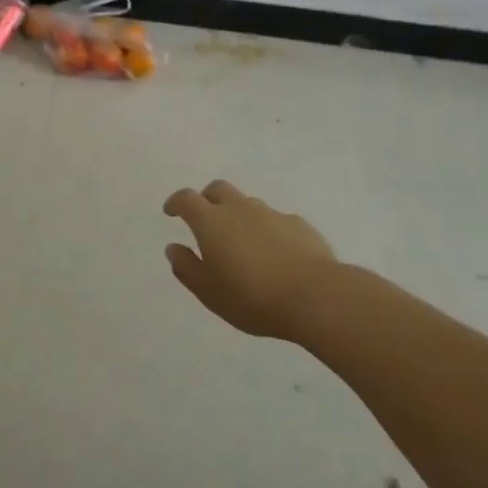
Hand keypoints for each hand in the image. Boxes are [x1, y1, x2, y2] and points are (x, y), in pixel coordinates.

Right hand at [162, 179, 340, 339]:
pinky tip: (275, 253)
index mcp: (211, 222)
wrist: (316, 297)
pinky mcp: (298, 224)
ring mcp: (271, 214)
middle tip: (205, 220)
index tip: (171, 212)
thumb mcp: (209, 292)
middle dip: (207, 199)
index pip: (186, 199)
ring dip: (238, 215)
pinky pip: (275, 220)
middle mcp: (239, 209)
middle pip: (217, 189)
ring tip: (242, 243)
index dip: (176, 202)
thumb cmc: (252, 297)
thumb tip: (173, 248)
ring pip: (247, 203)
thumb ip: (186, 268)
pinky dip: (267, 229)